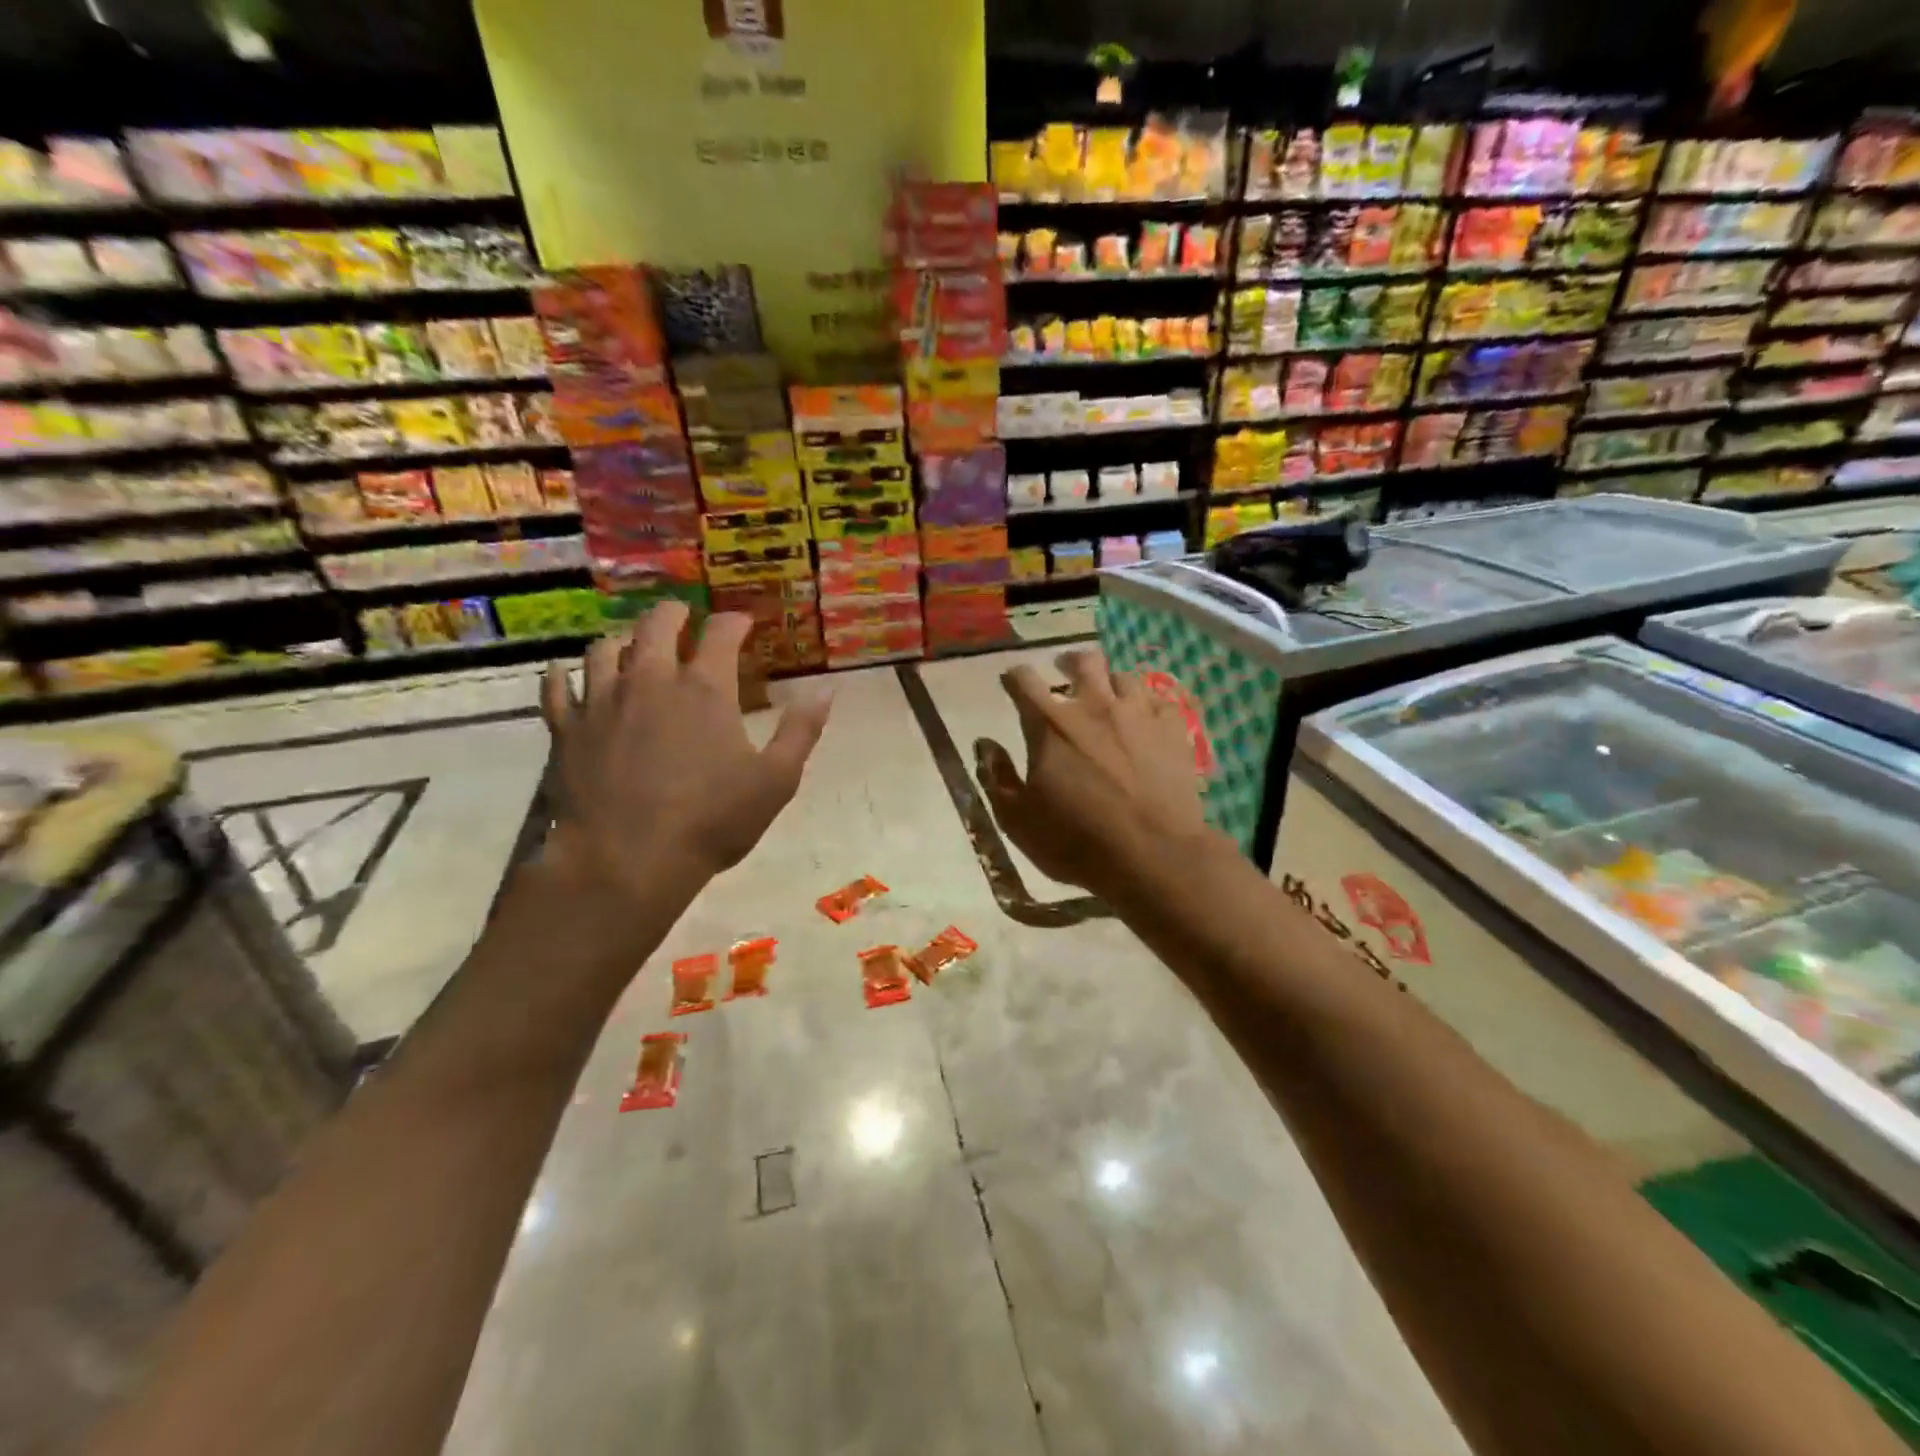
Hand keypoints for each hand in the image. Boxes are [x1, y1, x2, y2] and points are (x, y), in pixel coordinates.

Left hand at [540, 603, 830, 897]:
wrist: (626, 860)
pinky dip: (563, 677)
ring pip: (605, 649)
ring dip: (623, 640)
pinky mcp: (567, 729)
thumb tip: (826, 691)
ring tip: (631, 646)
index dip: (734, 621)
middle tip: (682, 616)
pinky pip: (557, 689)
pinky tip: (566, 676)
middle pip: (657, 624)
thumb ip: (801, 731)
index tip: (742, 623)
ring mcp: (602, 701)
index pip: (721, 632)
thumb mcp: (776, 780)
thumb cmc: (711, 820)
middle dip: (674, 613)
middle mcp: (650, 680)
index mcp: (704, 688)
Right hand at [975, 650, 1211, 897]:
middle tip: (1065, 671)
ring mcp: (1138, 714)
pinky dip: (1149, 705)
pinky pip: (1161, 700)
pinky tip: (1148, 718)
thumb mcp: (1018, 820)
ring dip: (1110, 681)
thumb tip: (985, 744)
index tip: (1012, 682)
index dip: (1014, 677)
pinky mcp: (1173, 729)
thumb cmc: (1076, 841)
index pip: (1024, 681)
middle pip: (1082, 662)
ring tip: (1109, 695)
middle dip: (1069, 662)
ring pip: (1123, 676)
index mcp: (1049, 725)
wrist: (1153, 855)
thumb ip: (997, 778)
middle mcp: (1093, 706)